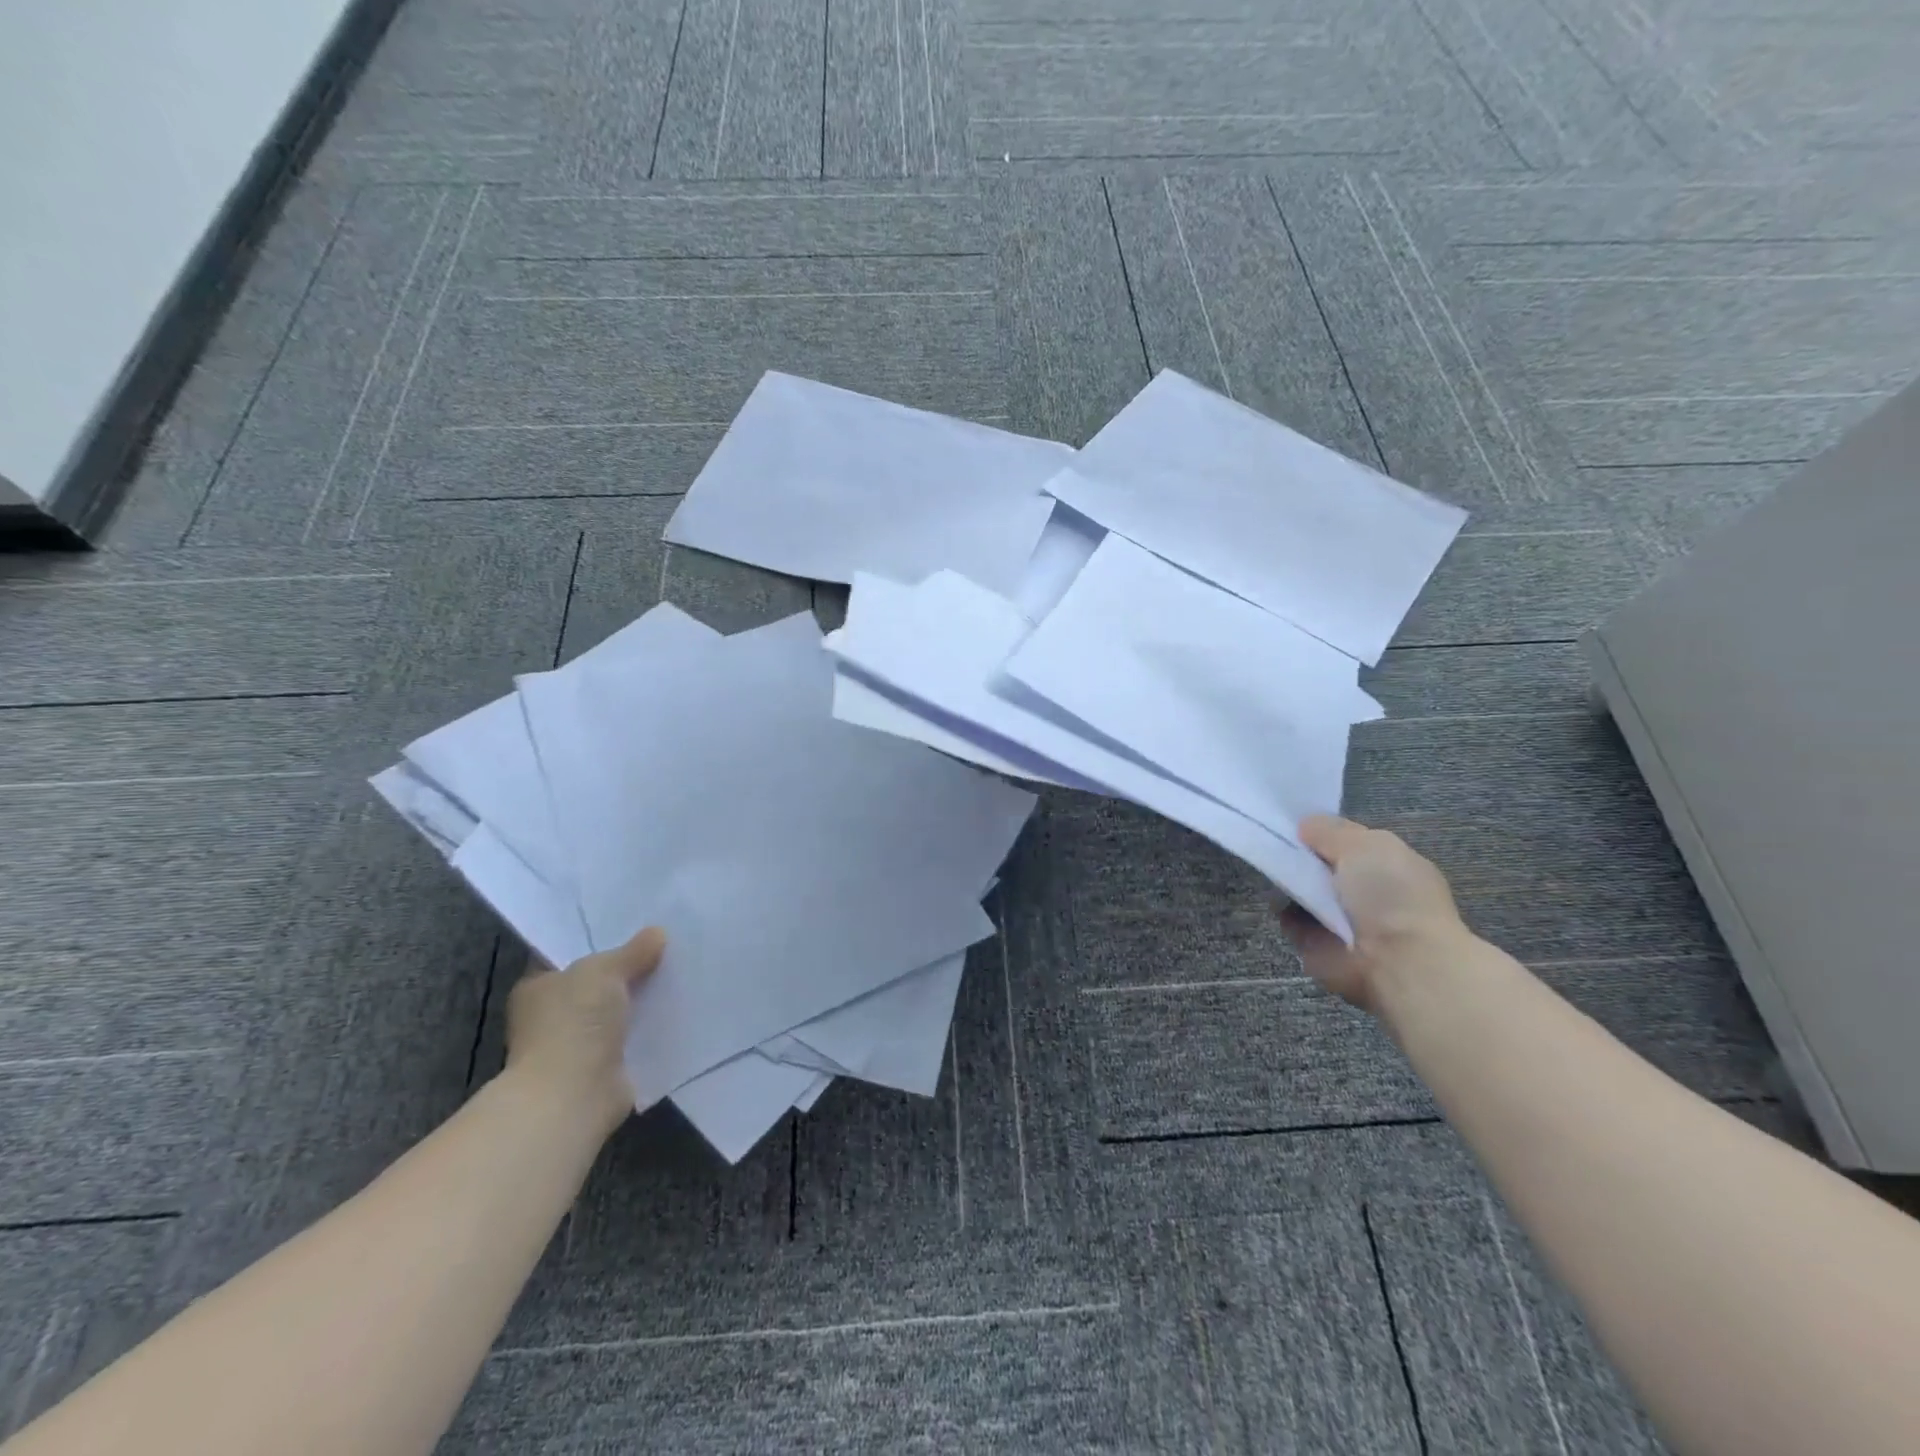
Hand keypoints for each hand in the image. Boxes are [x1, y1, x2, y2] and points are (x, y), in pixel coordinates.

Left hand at [504, 927, 664, 1137]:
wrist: (573, 1095)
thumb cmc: (573, 1023)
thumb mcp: (604, 971)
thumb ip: (632, 951)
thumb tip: (657, 933)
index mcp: (537, 986)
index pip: (567, 954)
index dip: (597, 939)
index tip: (633, 925)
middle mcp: (552, 1014)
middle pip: (597, 982)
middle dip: (627, 969)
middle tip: (665, 945)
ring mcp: (577, 1043)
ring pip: (617, 1009)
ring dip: (641, 999)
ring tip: (679, 972)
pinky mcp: (604, 1067)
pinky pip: (633, 1036)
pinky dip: (651, 1027)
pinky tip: (679, 1008)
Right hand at [1279, 816, 1467, 1013]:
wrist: (1396, 963)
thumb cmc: (1390, 896)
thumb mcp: (1365, 844)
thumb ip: (1331, 830)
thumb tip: (1304, 825)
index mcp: (1387, 864)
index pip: (1345, 841)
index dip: (1320, 831)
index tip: (1292, 823)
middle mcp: (1364, 891)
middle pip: (1319, 865)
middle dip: (1298, 855)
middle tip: (1273, 843)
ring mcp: (1341, 918)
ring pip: (1302, 890)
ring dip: (1287, 881)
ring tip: (1272, 869)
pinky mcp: (1318, 943)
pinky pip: (1290, 918)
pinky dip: (1281, 909)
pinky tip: (1275, 897)